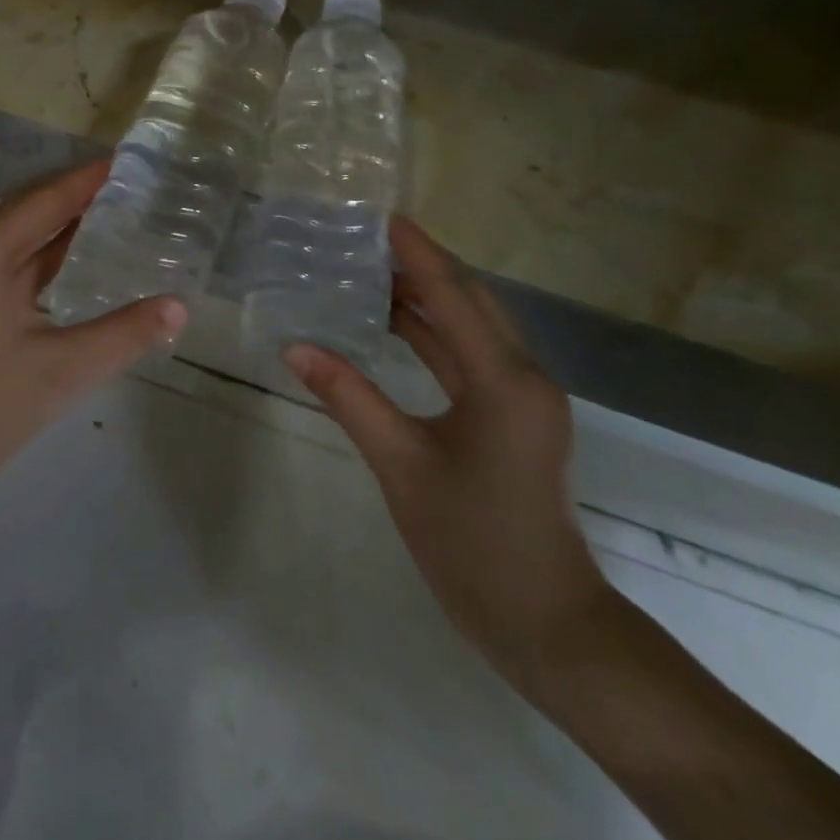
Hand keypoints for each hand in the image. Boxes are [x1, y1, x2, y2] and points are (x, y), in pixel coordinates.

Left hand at [0, 159, 185, 499]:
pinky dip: (45, 254)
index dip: (84, 182)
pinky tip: (78, 258)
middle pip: (26, 212)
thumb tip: (180, 307)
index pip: (40, 202)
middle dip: (75, 197)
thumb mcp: (63, 370)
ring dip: (60, 225)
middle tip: (130, 186)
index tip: (126, 163)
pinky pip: (10, 263)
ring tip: (114, 212)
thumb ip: (125, 333)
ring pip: (17, 237)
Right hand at [283, 216, 610, 691]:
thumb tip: (295, 346)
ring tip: (373, 270)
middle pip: (472, 301)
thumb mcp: (400, 464)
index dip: (418, 252)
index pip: (454, 295)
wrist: (545, 623)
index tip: (383, 216)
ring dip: (429, 298)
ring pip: (472, 328)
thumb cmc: (472, 542)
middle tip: (369, 238)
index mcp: (504, 380)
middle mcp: (523, 377)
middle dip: (424, 265)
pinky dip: (434, 334)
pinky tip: (396, 324)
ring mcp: (522, 398)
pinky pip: (471, 357)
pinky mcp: (514, 417)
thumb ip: (348, 397)